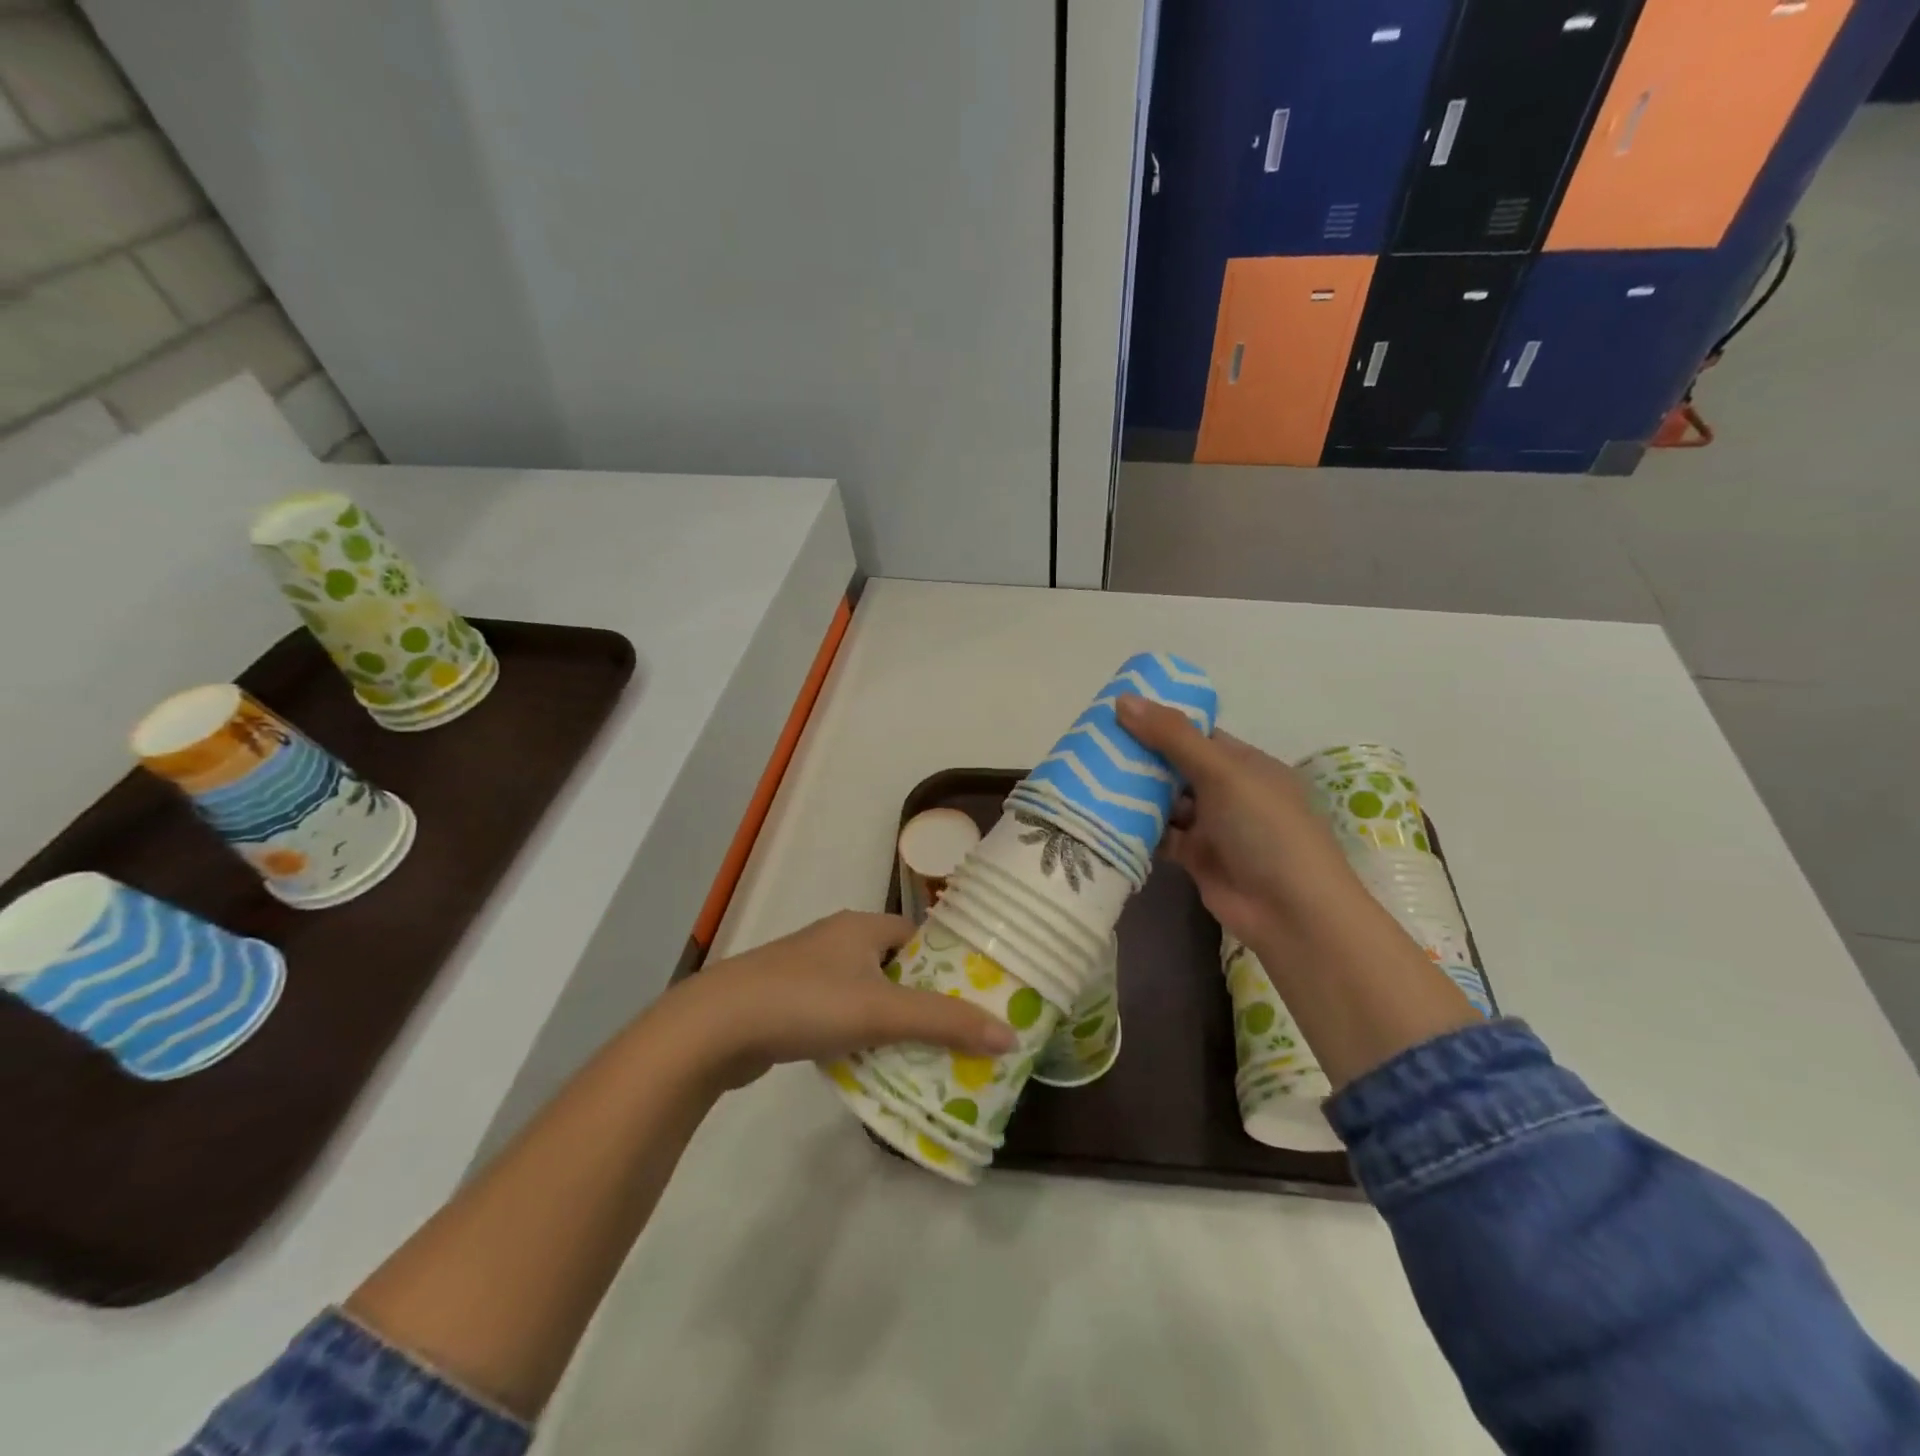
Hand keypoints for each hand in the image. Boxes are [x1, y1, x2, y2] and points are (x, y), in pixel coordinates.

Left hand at [668, 911, 1017, 1087]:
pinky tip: (868, 1065)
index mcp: (862, 926)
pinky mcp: (788, 1004)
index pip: (921, 937)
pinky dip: (858, 1036)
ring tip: (922, 1057)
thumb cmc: (806, 1003)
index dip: (950, 966)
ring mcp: (808, 971)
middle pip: (896, 968)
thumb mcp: (882, 1012)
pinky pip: (839, 1016)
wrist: (714, 1028)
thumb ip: (945, 1022)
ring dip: (890, 1023)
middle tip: (957, 1036)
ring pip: (867, 994)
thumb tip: (1010, 1033)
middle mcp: (837, 940)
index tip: (976, 999)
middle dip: (924, 1001)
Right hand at [1116, 696, 1374, 961]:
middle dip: (1140, 758)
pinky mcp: (1197, 858)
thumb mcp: (1221, 772)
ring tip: (1087, 777)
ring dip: (1135, 793)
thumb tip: (1123, 699)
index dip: (1159, 722)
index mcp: (1245, 763)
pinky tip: (1104, 816)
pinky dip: (1138, 828)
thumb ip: (1172, 737)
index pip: (1197, 734)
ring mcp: (1213, 826)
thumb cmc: (1265, 828)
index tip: (1115, 714)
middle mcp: (1229, 791)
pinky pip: (1161, 835)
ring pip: (1166, 802)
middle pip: (1176, 767)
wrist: (1290, 911)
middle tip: (1091, 745)